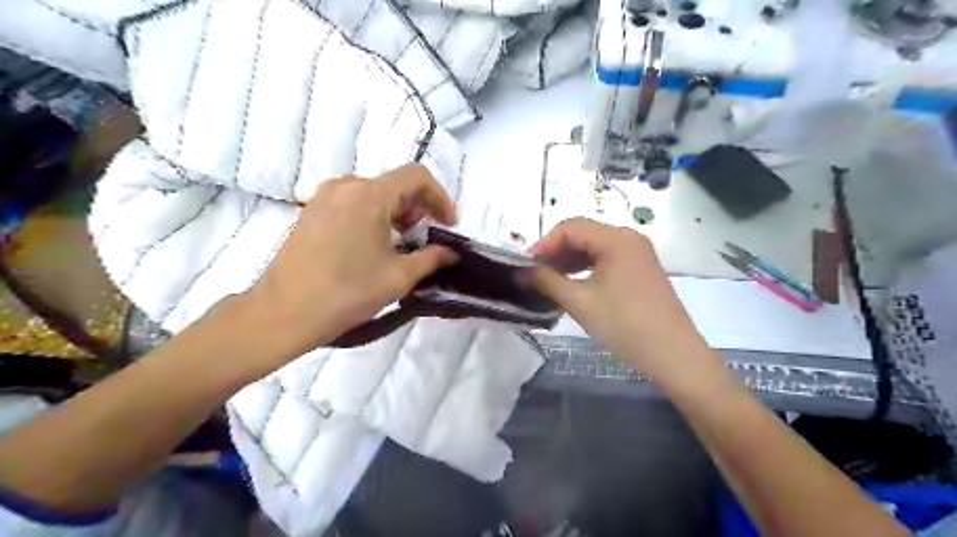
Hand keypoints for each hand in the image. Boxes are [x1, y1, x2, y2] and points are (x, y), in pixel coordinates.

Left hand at [244, 163, 458, 359]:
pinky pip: (353, 201)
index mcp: (368, 195)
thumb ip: (431, 258)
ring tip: (402, 242)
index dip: (440, 197)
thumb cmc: (346, 293)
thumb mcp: (398, 277)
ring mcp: (324, 197)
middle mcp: (345, 186)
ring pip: (374, 192)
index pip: (416, 176)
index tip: (448, 224)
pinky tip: (374, 243)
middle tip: (426, 237)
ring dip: (396, 211)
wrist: (283, 313)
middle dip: (419, 207)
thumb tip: (451, 253)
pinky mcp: (312, 211)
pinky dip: (374, 214)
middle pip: (395, 183)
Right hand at [530, 218, 708, 380]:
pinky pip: (607, 259)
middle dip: (555, 252)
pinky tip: (574, 284)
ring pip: (594, 247)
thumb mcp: (579, 301)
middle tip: (535, 274)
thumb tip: (521, 272)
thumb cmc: (624, 325)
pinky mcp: (641, 269)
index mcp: (616, 239)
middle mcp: (629, 238)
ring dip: (569, 260)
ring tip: (550, 281)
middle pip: (583, 234)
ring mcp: (638, 253)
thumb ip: (546, 281)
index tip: (525, 266)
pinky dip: (586, 268)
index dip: (543, 244)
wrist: (673, 354)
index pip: (569, 228)